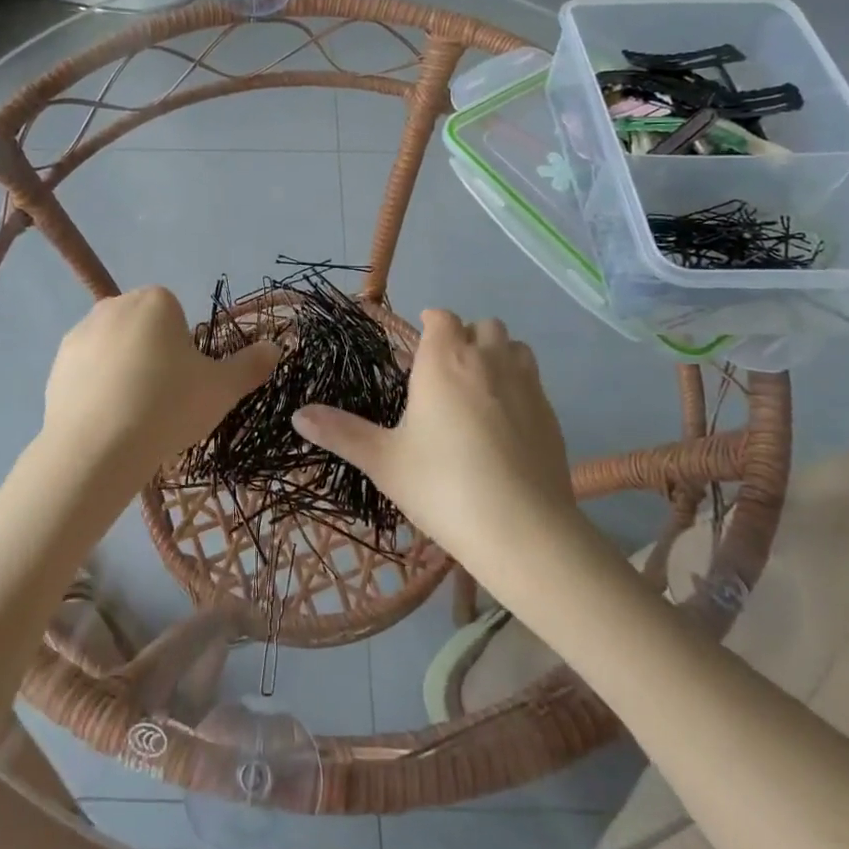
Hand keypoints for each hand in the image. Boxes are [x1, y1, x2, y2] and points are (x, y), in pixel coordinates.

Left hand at [40, 286, 279, 496]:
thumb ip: (251, 365)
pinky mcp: (57, 365)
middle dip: (154, 356)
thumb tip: (276, 347)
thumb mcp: (222, 389)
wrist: (97, 449)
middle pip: (145, 330)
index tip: (185, 383)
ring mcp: (80, 334)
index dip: (185, 351)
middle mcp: (114, 306)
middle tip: (163, 400)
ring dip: (125, 372)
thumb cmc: (167, 406)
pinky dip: (98, 390)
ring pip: (115, 350)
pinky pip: (88, 372)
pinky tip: (107, 422)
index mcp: (155, 301)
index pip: (177, 317)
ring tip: (134, 416)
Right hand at [292, 310, 579, 566]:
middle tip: (445, 372)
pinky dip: (518, 385)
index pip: (442, 318)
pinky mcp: (552, 413)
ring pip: (514, 347)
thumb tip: (297, 415)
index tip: (419, 344)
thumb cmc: (442, 485)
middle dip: (465, 337)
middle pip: (483, 325)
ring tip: (479, 388)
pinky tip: (506, 423)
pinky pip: (534, 380)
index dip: (431, 324)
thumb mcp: (383, 461)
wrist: (522, 529)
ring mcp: (527, 385)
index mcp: (444, 361)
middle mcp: (488, 360)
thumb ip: (340, 433)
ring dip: (497, 354)